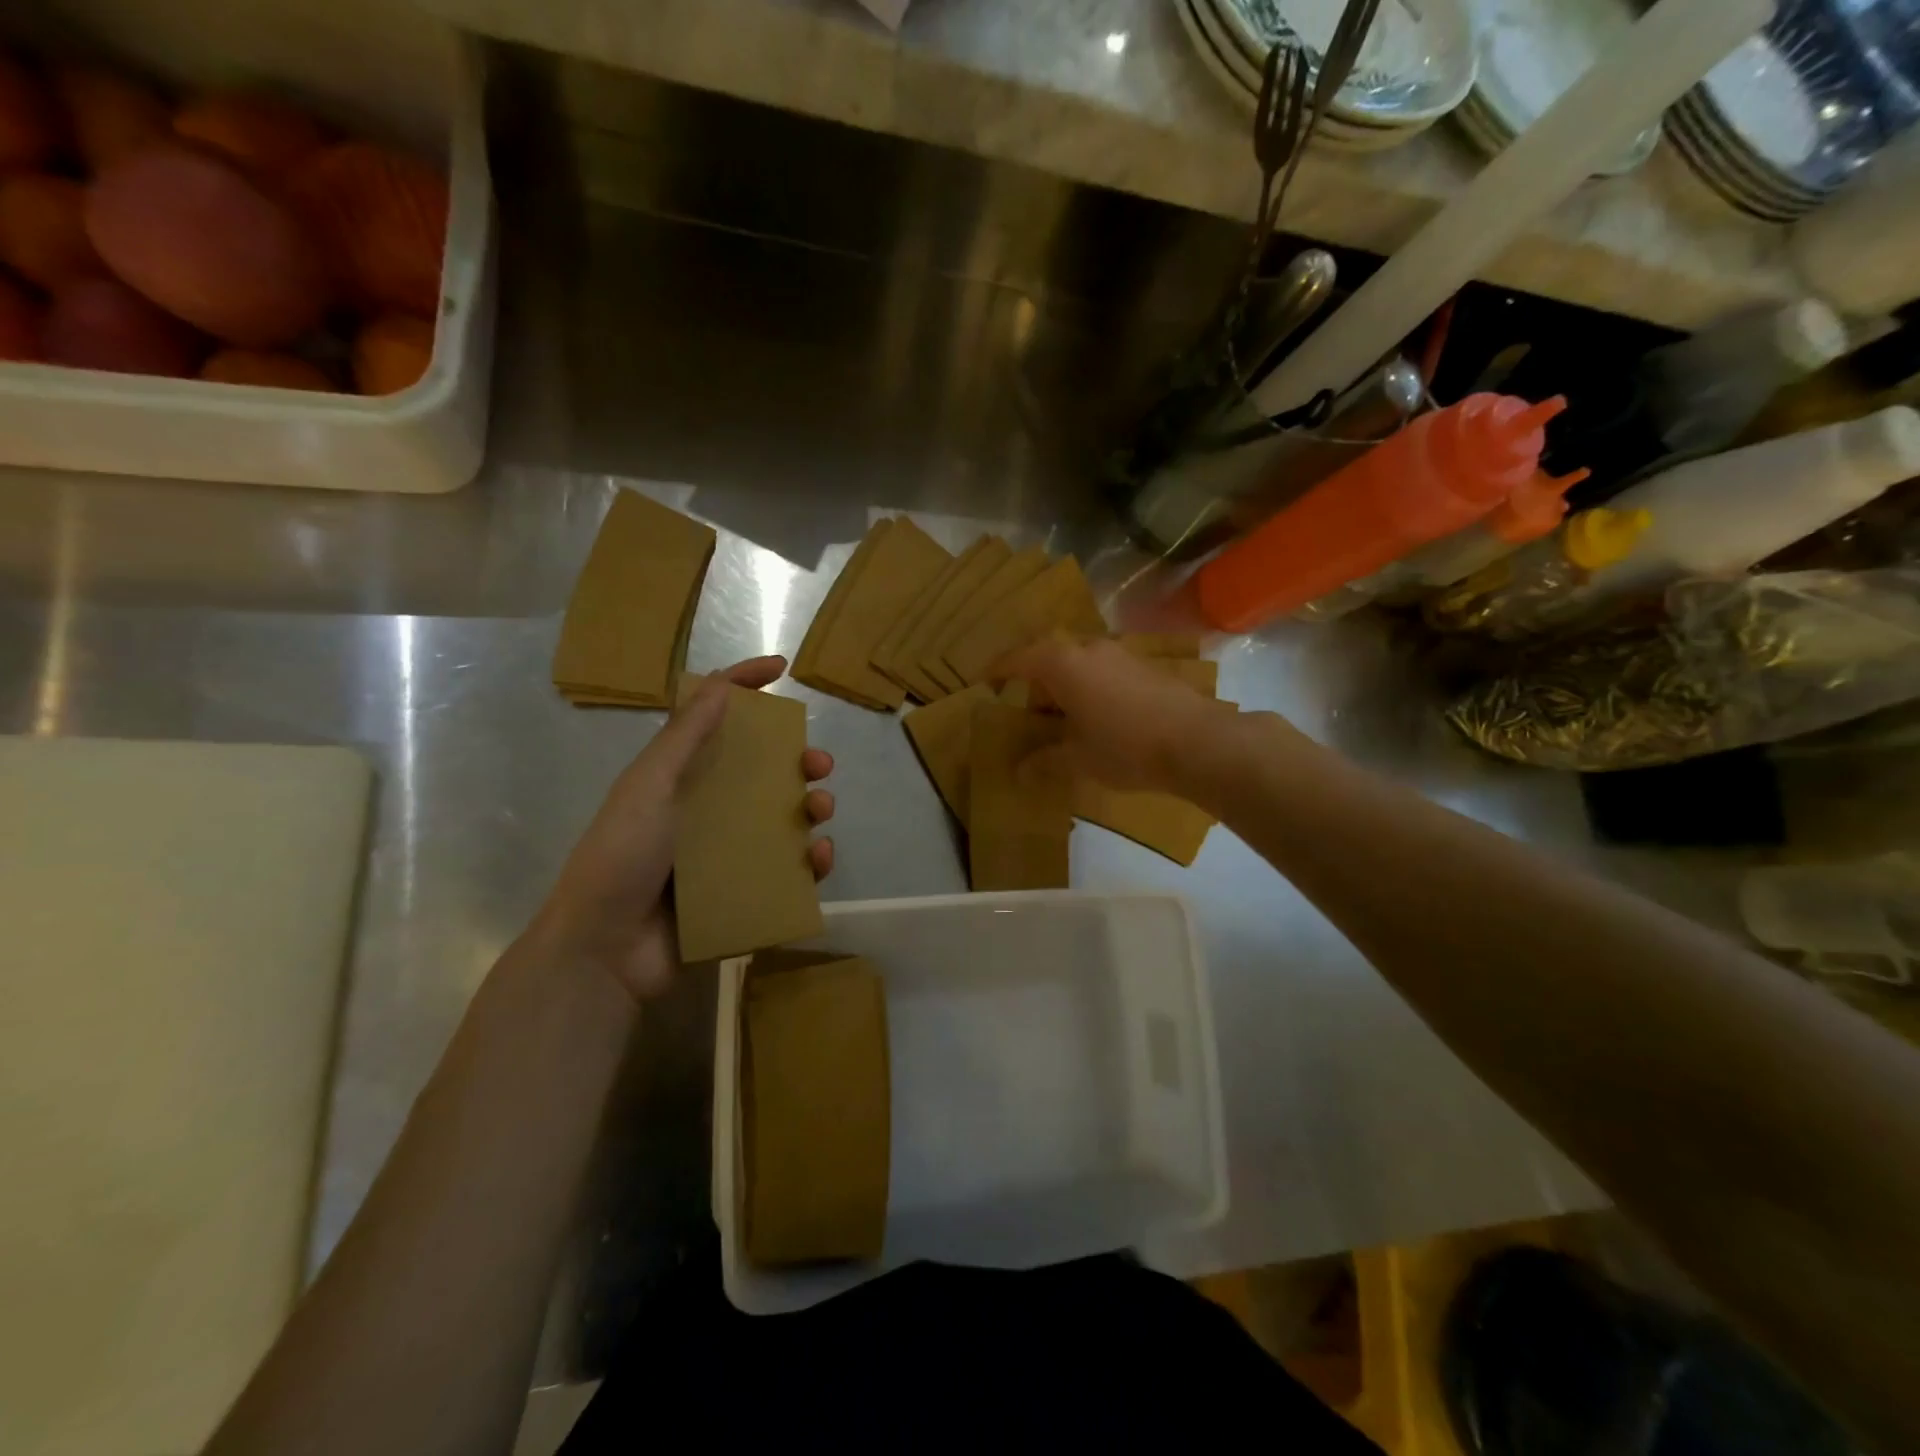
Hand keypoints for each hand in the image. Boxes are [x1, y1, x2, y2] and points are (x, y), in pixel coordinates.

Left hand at [531, 656, 835, 1001]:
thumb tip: (721, 683)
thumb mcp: (650, 787)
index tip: (782, 669)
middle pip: (763, 771)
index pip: (716, 719)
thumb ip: (684, 737)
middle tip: (819, 765)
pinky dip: (811, 861)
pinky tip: (819, 858)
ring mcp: (728, 852)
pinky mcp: (744, 891)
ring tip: (820, 811)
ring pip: (784, 818)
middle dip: (798, 761)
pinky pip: (789, 869)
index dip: (745, 686)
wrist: (605, 949)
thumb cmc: (622, 856)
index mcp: (681, 776)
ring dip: (811, 807)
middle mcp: (708, 808)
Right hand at [995, 636, 1233, 795]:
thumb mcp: (1078, 759)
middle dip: (1035, 682)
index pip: (1019, 659)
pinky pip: (1104, 671)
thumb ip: (1045, 761)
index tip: (984, 680)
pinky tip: (1099, 718)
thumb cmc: (1125, 746)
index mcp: (1062, 664)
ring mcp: (1121, 655)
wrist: (1198, 741)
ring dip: (1066, 686)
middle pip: (1050, 658)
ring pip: (1080, 664)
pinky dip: (1091, 688)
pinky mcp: (1146, 668)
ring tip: (1064, 719)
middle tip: (1028, 712)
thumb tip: (1019, 772)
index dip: (998, 670)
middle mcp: (1089, 649)